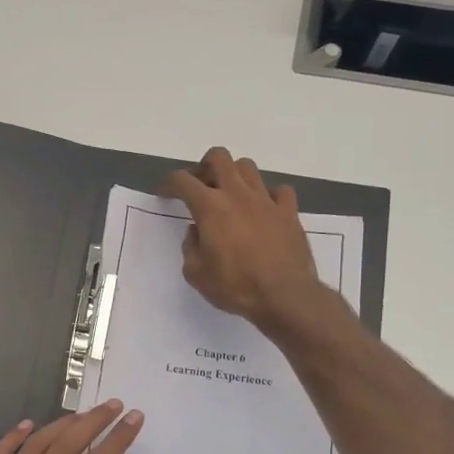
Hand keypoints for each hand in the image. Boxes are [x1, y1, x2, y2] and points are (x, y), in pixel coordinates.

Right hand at [160, 147, 325, 329]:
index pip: (183, 180)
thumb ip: (191, 247)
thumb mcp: (197, 274)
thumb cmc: (236, 286)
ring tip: (231, 196)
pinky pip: (279, 190)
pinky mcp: (289, 212)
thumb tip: (196, 231)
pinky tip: (264, 210)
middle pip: (219, 157)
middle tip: (200, 188)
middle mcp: (238, 194)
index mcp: (210, 207)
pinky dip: (269, 196)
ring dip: (235, 176)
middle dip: (204, 167)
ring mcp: (266, 200)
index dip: (169, 184)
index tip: (165, 193)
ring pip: (248, 167)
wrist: (285, 296)